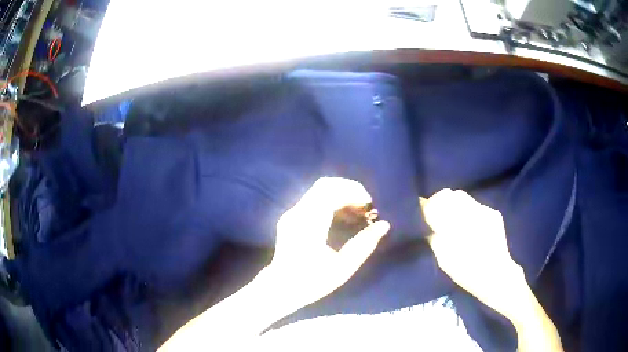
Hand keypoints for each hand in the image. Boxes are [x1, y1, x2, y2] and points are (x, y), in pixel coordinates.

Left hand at [267, 177, 390, 306]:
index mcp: (310, 225)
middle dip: (348, 189)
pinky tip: (342, 216)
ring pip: (318, 190)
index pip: (331, 192)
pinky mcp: (290, 217)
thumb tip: (384, 225)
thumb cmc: (312, 282)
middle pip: (324, 185)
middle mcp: (298, 214)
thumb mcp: (343, 268)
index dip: (353, 191)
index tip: (369, 204)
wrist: (280, 289)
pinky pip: (313, 199)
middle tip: (365, 204)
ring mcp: (291, 214)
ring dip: (340, 194)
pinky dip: (330, 200)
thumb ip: (364, 244)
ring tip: (357, 210)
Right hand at [421, 189, 523, 315]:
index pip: (438, 202)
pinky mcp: (494, 214)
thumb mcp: (444, 259)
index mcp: (457, 224)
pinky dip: (469, 211)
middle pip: (451, 195)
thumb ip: (434, 238)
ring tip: (455, 220)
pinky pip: (476, 205)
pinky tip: (471, 226)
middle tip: (439, 216)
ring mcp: (485, 211)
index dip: (430, 205)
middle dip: (442, 202)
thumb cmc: (467, 272)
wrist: (496, 275)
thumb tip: (428, 224)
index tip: (426, 213)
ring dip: (456, 205)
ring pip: (464, 197)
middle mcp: (472, 212)